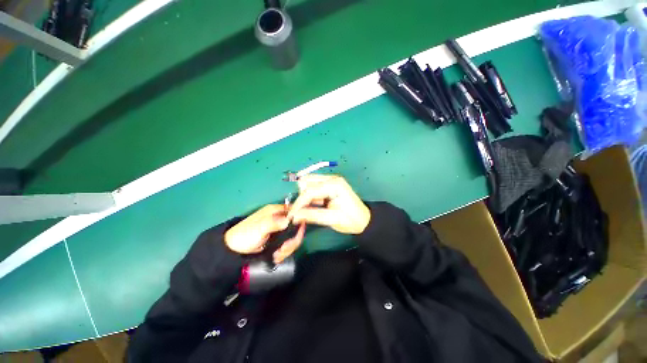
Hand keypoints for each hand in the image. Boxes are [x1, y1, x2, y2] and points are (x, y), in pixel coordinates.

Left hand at [225, 204, 305, 262]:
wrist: (233, 251)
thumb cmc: (244, 236)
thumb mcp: (258, 228)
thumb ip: (273, 223)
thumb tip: (289, 221)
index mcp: (276, 211)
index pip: (295, 211)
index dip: (299, 220)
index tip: (297, 233)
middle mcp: (280, 219)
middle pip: (296, 226)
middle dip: (292, 240)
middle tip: (284, 249)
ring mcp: (279, 231)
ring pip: (292, 238)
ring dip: (287, 248)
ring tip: (277, 255)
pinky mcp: (278, 241)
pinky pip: (287, 245)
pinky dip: (283, 252)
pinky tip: (276, 256)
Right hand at [287, 175, 370, 234]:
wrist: (364, 220)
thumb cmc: (351, 220)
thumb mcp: (332, 219)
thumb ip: (312, 215)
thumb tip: (294, 216)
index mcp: (334, 185)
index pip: (309, 190)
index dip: (299, 203)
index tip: (291, 215)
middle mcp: (331, 178)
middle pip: (307, 181)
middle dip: (301, 196)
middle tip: (301, 211)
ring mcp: (330, 180)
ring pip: (308, 183)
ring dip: (305, 195)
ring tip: (307, 209)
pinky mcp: (329, 185)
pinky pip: (313, 187)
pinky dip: (310, 196)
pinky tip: (312, 205)